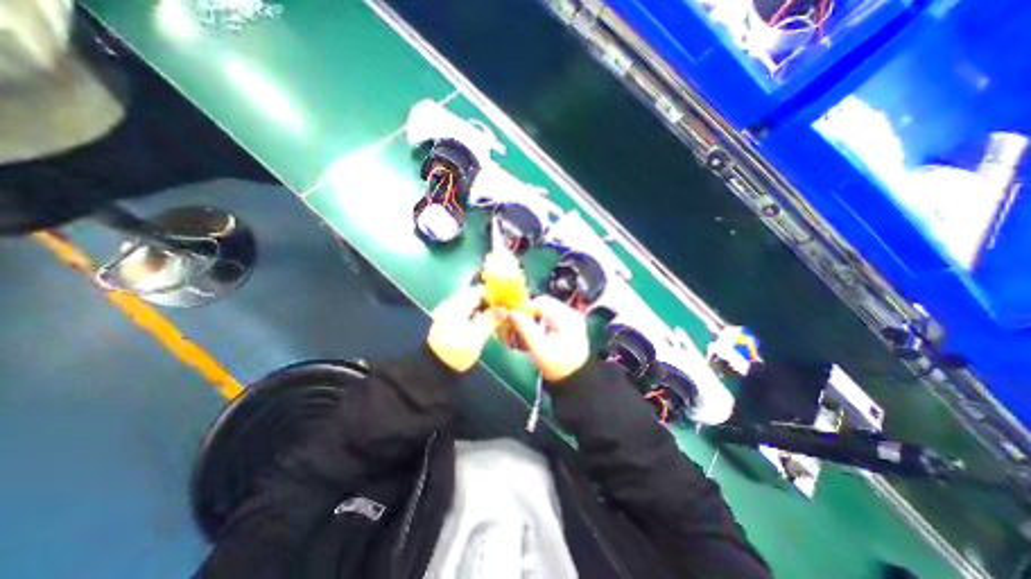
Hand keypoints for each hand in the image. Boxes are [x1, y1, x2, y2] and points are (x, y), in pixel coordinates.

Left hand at [427, 282, 506, 369]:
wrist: (432, 369)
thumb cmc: (455, 351)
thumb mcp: (476, 336)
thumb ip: (490, 320)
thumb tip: (504, 308)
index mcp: (457, 305)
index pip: (478, 291)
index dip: (493, 293)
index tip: (507, 300)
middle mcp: (451, 305)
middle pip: (473, 297)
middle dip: (489, 301)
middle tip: (504, 310)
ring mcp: (447, 314)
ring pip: (470, 305)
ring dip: (483, 309)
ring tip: (498, 317)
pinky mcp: (447, 324)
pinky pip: (465, 313)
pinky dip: (476, 316)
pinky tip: (484, 324)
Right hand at [506, 297, 586, 382]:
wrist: (576, 380)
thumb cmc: (558, 367)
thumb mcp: (539, 349)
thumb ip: (525, 329)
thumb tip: (512, 313)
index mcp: (568, 318)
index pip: (542, 302)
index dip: (525, 307)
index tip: (513, 317)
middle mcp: (572, 313)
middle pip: (545, 303)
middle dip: (530, 311)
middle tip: (517, 322)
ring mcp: (573, 317)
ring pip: (547, 307)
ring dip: (535, 314)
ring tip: (526, 327)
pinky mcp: (571, 322)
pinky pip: (552, 313)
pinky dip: (541, 318)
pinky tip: (537, 329)